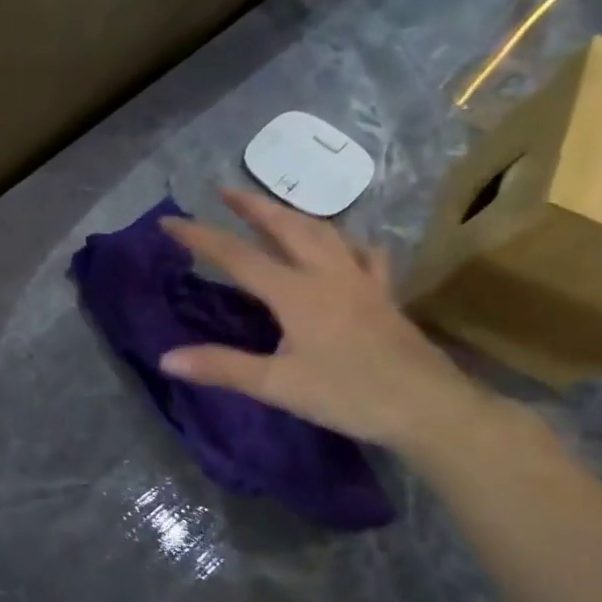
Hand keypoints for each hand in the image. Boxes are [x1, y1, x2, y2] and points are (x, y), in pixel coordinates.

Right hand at [158, 189, 483, 450]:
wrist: (435, 411)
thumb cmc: (351, 396)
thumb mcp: (279, 386)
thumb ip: (222, 367)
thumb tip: (166, 358)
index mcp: (296, 293)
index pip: (237, 256)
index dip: (200, 236)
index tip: (168, 220)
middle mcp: (328, 276)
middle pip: (286, 227)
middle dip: (253, 206)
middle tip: (225, 190)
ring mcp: (361, 283)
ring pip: (325, 233)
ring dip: (293, 215)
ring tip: (273, 209)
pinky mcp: (385, 298)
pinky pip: (366, 256)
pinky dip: (348, 242)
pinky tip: (345, 245)